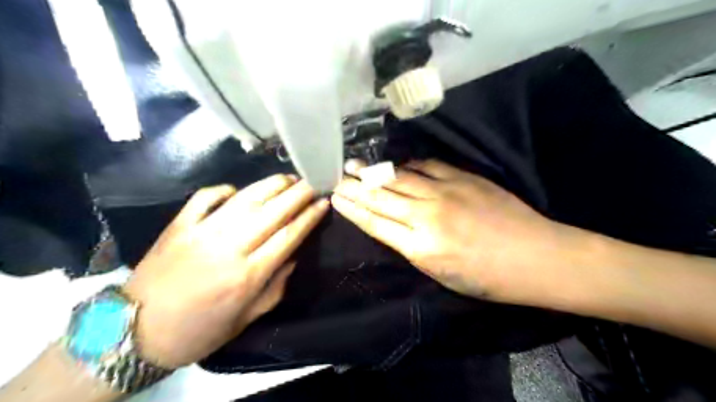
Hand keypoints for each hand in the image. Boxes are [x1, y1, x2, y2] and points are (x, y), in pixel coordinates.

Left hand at [124, 174, 329, 368]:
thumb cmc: (199, 331)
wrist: (135, 332)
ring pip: (245, 200)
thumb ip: (275, 287)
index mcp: (247, 276)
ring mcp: (202, 233)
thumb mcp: (246, 319)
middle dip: (298, 194)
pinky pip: (205, 198)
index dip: (309, 217)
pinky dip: (225, 189)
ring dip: (271, 186)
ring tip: (288, 178)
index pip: (288, 236)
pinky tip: (238, 190)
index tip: (323, 203)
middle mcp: (229, 248)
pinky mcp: (179, 225)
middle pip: (272, 213)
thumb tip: (293, 256)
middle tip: (313, 181)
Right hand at [333, 159, 577, 302]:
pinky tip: (397, 164)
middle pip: (381, 198)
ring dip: (374, 172)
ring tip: (354, 165)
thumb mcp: (441, 274)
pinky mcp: (464, 177)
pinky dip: (409, 165)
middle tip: (336, 177)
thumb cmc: (488, 278)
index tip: (336, 199)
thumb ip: (412, 247)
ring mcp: (446, 192)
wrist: (536, 257)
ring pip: (399, 178)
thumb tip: (392, 226)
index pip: (375, 223)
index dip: (353, 210)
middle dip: (355, 188)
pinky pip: (428, 166)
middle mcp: (427, 215)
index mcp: (420, 247)